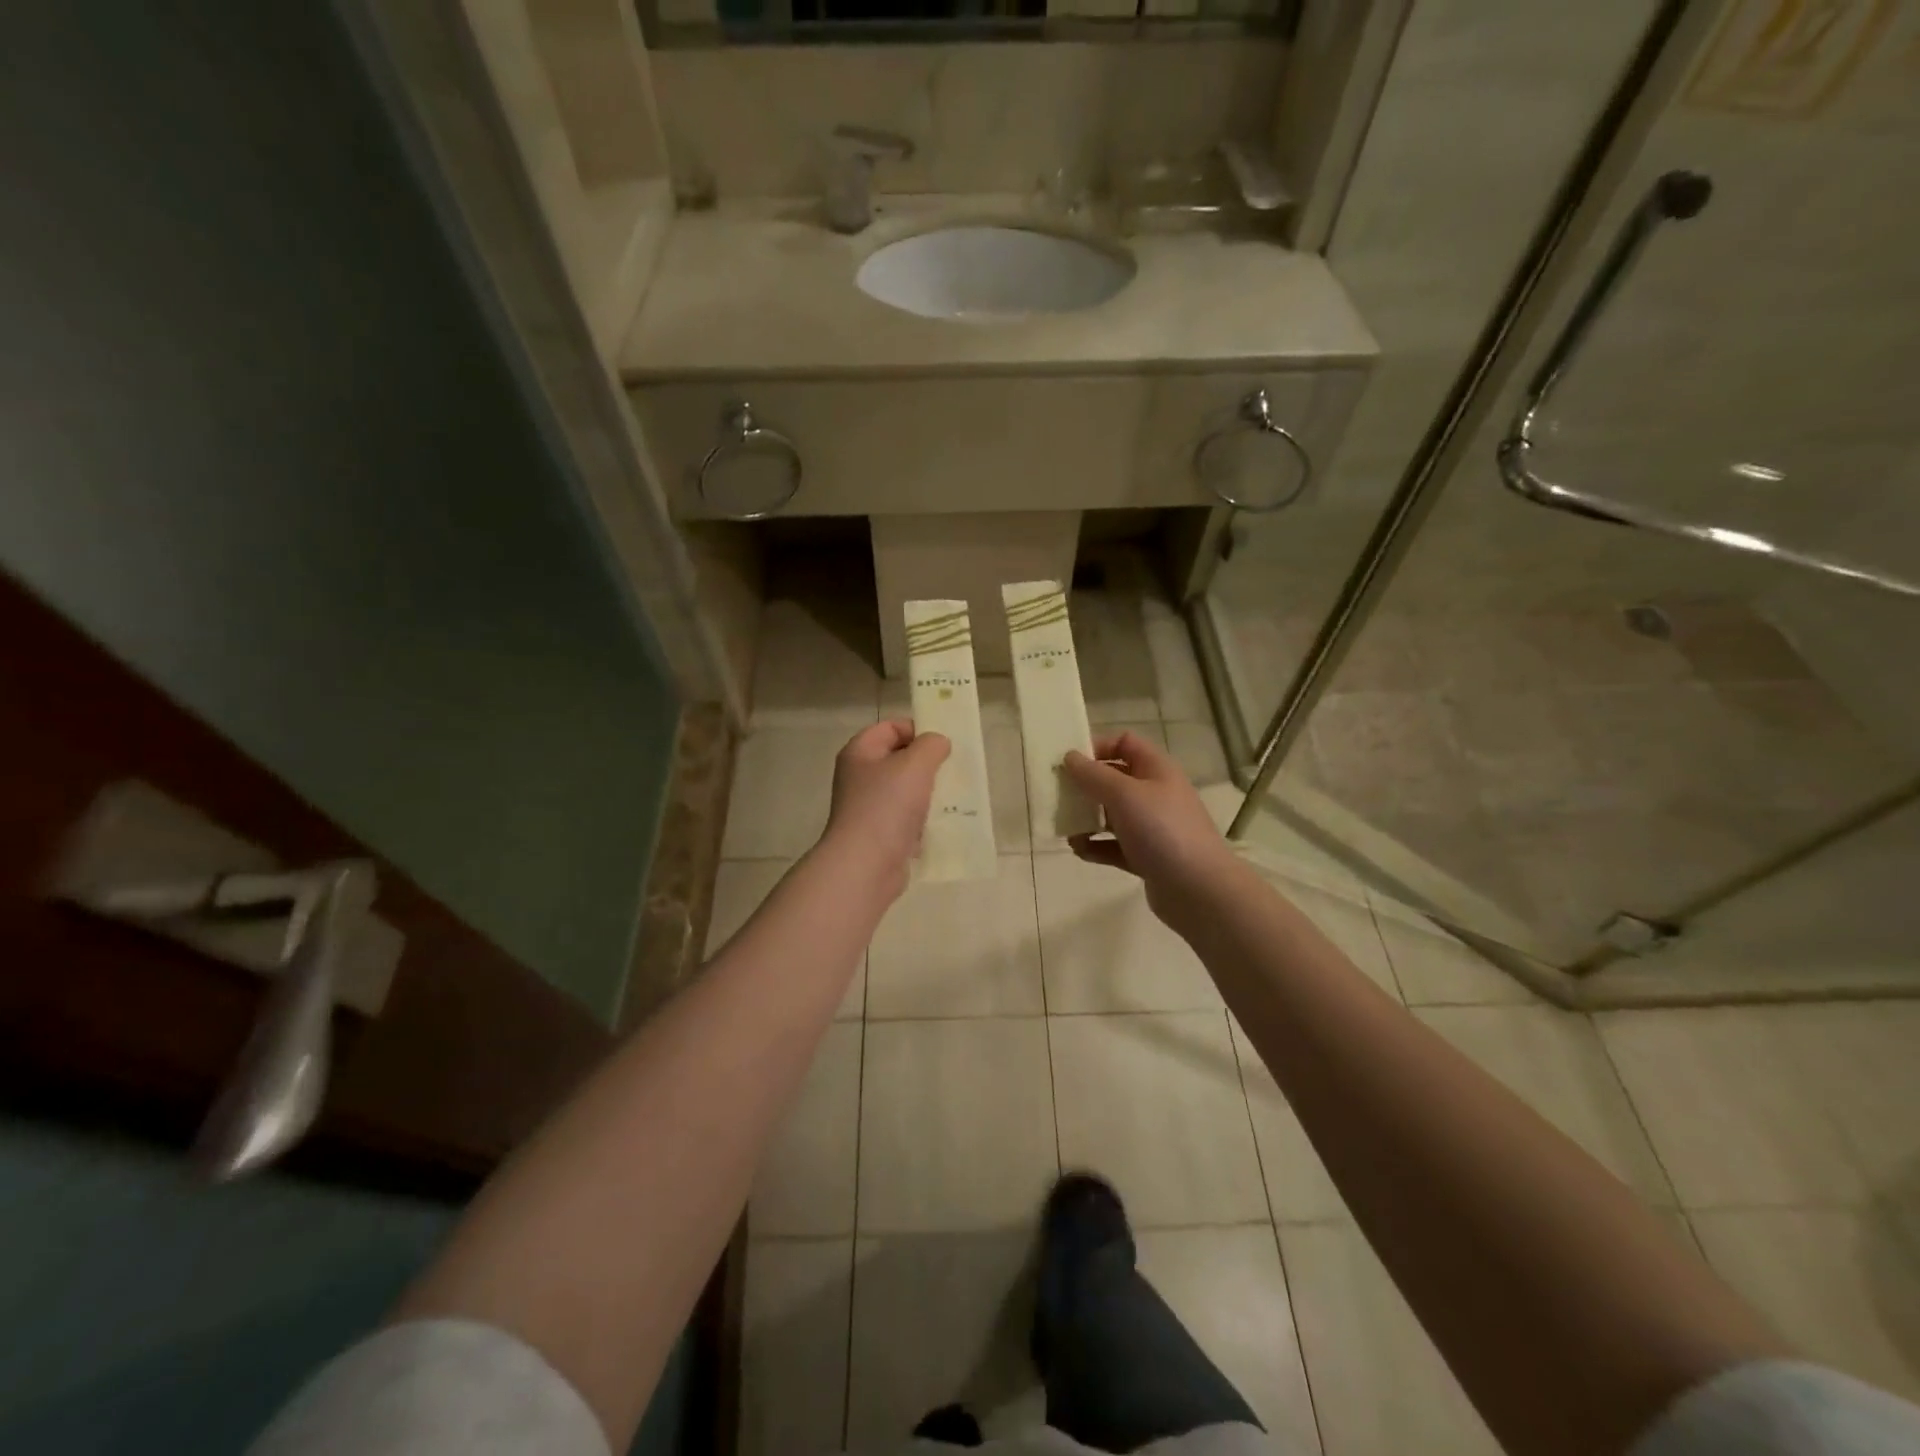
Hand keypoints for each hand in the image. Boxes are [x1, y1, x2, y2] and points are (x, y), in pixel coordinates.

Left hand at [819, 719, 950, 894]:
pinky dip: (924, 821)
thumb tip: (938, 743)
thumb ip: (931, 745)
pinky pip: (907, 820)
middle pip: (899, 760)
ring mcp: (868, 808)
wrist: (866, 865)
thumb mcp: (915, 764)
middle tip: (952, 770)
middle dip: (927, 764)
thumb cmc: (887, 806)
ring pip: (905, 791)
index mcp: (860, 753)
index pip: (890, 727)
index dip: (917, 729)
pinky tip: (942, 825)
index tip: (943, 744)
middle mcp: (860, 778)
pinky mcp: (880, 835)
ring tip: (953, 798)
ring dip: (929, 794)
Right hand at [1062, 730, 1234, 921]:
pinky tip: (1080, 850)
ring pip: (1111, 814)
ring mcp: (1151, 827)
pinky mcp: (1146, 856)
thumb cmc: (1162, 830)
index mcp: (1156, 770)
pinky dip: (1096, 846)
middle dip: (1085, 786)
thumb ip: (1093, 775)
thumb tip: (1070, 756)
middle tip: (1059, 795)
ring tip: (1066, 828)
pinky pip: (1114, 845)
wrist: (1198, 889)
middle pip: (1114, 779)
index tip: (1069, 762)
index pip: (1125, 743)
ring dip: (1087, 819)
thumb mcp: (1124, 794)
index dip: (1097, 747)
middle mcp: (1155, 794)